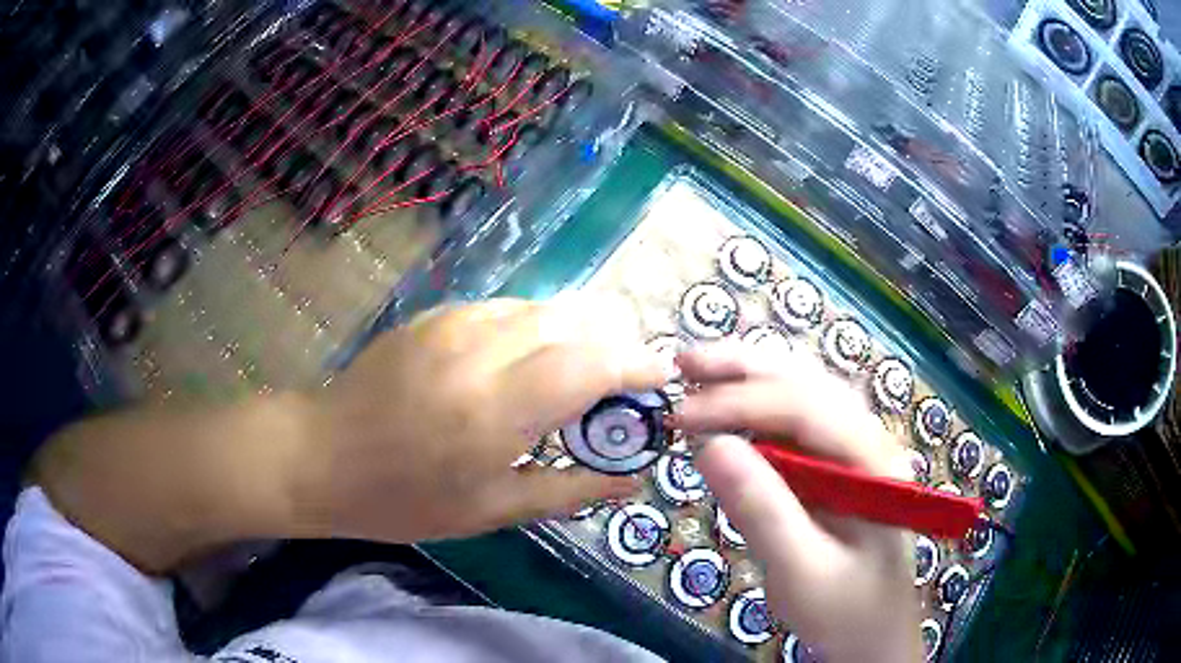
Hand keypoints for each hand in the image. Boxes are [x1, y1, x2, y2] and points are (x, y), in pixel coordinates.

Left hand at [294, 298, 666, 542]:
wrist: (321, 456)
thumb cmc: (404, 499)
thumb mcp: (490, 510)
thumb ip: (569, 489)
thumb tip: (631, 477)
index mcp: (496, 409)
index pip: (591, 364)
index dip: (636, 365)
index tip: (661, 377)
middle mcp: (480, 351)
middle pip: (574, 322)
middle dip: (612, 345)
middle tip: (620, 385)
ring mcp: (453, 324)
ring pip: (541, 308)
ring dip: (574, 335)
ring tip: (576, 374)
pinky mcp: (434, 316)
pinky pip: (505, 310)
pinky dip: (535, 329)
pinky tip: (524, 362)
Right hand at [673, 343, 920, 662]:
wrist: (870, 632)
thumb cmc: (844, 607)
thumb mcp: (801, 571)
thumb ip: (762, 511)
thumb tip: (709, 447)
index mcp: (872, 461)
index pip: (806, 408)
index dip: (741, 403)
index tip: (681, 417)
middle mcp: (867, 440)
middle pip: (808, 383)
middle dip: (745, 368)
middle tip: (685, 363)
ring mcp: (851, 449)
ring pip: (801, 392)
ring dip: (749, 377)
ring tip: (698, 372)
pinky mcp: (832, 465)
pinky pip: (794, 422)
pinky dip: (755, 407)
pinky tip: (726, 409)